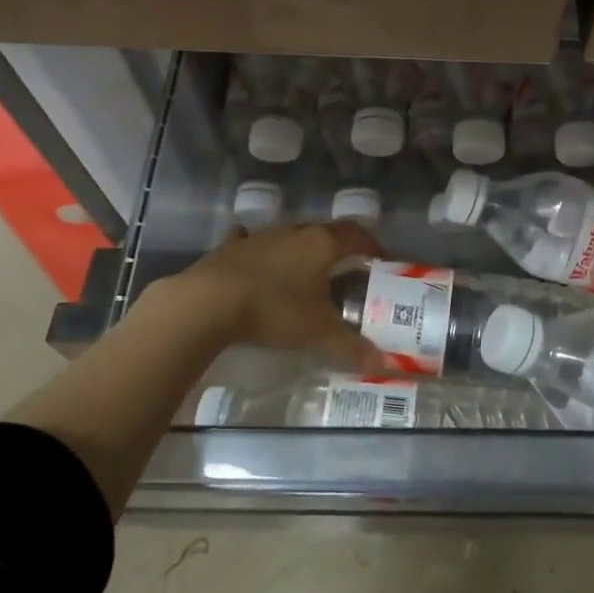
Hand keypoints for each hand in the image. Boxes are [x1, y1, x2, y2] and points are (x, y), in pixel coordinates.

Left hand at [155, 220, 388, 370]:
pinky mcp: (231, 247)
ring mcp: (260, 236)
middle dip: (338, 249)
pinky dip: (261, 253)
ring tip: (305, 274)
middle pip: (324, 232)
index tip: (380, 260)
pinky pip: (253, 243)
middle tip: (346, 271)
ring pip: (290, 237)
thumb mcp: (317, 332)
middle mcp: (294, 231)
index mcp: (321, 243)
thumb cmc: (274, 309)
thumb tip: (385, 362)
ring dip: (301, 251)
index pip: (356, 234)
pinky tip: (259, 265)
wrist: (208, 302)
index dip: (371, 245)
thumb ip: (351, 346)